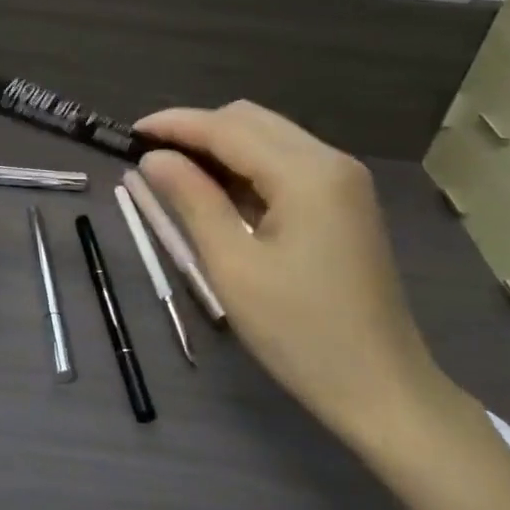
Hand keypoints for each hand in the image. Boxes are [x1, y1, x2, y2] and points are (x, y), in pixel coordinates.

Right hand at [137, 102, 469, 453]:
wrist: (380, 389)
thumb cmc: (299, 331)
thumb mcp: (232, 265)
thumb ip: (191, 200)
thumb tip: (153, 158)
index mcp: (307, 174)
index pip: (227, 128)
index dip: (174, 125)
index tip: (129, 133)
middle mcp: (331, 162)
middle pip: (249, 121)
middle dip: (196, 130)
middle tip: (150, 157)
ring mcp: (342, 181)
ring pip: (267, 138)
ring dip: (219, 147)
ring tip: (173, 173)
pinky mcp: (343, 202)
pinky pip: (284, 164)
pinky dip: (244, 168)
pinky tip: (215, 192)